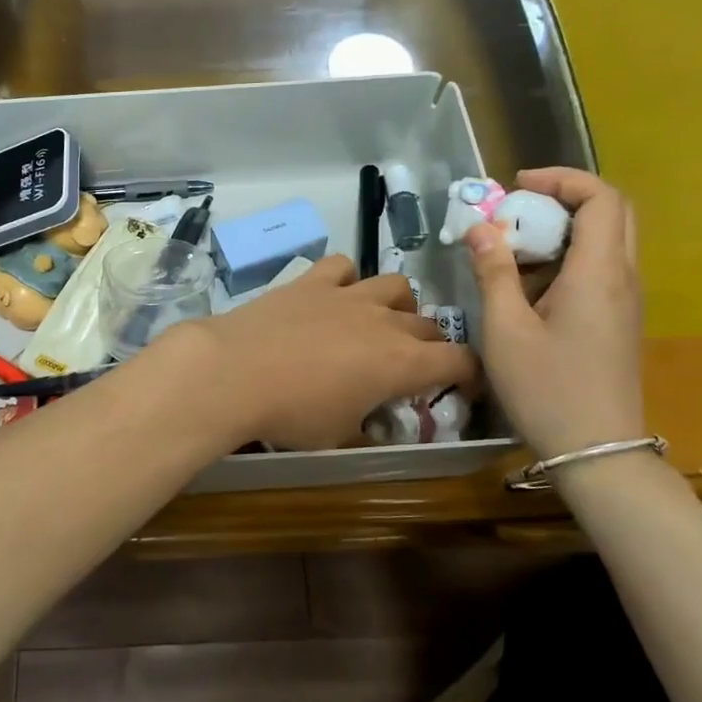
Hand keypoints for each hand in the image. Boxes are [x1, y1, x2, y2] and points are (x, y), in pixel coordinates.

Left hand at [154, 255, 481, 451]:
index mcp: (402, 363)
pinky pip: (343, 266)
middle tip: (412, 365)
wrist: (233, 372)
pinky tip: (334, 296)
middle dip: (430, 345)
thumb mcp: (339, 436)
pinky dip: (347, 279)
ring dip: (397, 305)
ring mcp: (347, 295)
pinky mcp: (312, 281)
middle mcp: (384, 321)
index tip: (459, 386)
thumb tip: (375, 426)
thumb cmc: (291, 414)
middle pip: (429, 324)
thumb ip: (367, 427)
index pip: (459, 360)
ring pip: (395, 285)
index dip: (467, 374)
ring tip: (380, 323)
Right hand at [462, 168, 645, 460]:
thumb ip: (493, 272)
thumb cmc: (547, 388)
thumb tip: (480, 228)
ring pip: (605, 241)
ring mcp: (625, 301)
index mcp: (599, 273)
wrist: (597, 451)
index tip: (516, 185)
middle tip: (518, 209)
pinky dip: (565, 259)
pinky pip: (598, 270)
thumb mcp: (506, 329)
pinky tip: (527, 287)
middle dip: (564, 199)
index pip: (601, 198)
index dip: (562, 179)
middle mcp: (623, 278)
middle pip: (611, 213)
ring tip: (513, 247)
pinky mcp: (617, 321)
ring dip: (562, 230)